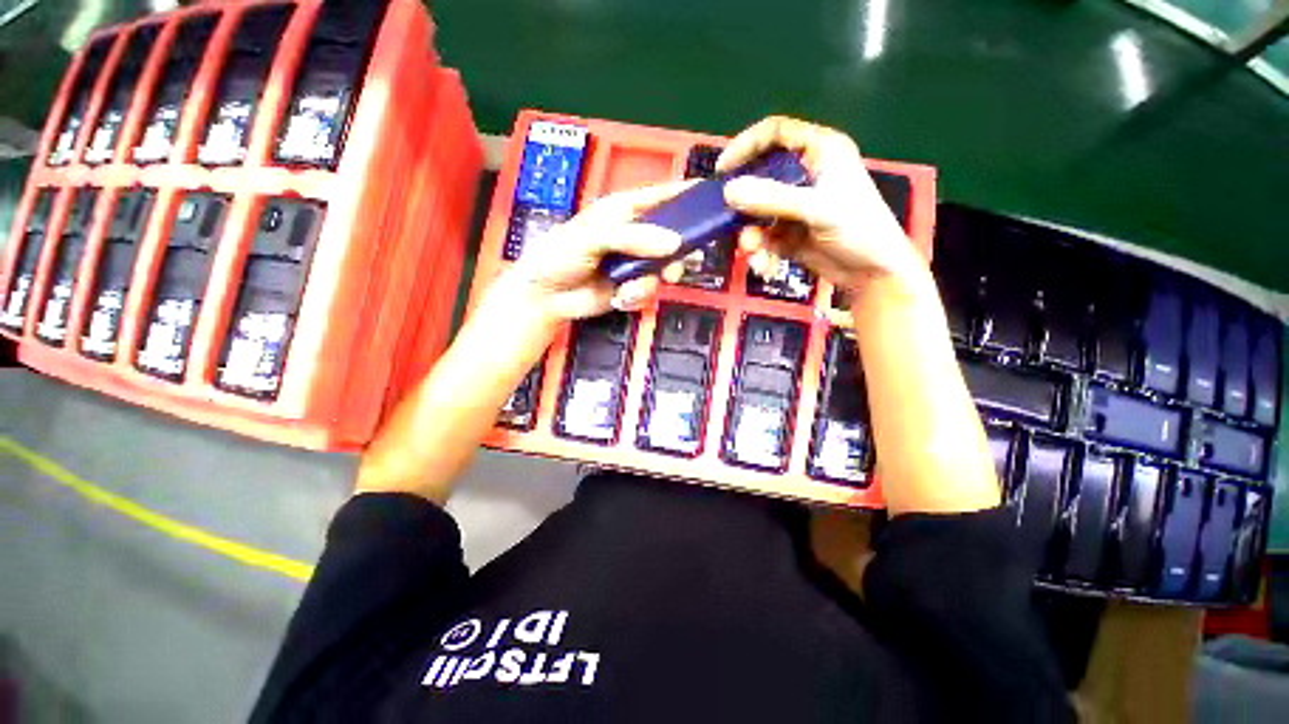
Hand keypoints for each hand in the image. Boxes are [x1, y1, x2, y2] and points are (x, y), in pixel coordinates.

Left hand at [496, 182, 692, 321]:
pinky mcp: (632, 287)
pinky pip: (649, 291)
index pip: (663, 195)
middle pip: (674, 237)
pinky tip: (618, 297)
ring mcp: (635, 263)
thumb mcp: (593, 237)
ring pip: (665, 269)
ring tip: (629, 288)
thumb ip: (633, 237)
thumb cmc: (561, 254)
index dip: (688, 195)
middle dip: (677, 255)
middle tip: (674, 268)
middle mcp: (636, 235)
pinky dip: (636, 296)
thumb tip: (675, 243)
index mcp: (625, 210)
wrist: (545, 296)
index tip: (714, 200)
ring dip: (651, 281)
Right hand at [719, 116, 930, 305]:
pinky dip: (759, 251)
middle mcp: (805, 175)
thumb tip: (728, 191)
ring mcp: (795, 206)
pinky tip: (764, 265)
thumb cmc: (858, 229)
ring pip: (758, 212)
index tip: (722, 169)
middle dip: (744, 203)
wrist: (874, 274)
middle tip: (727, 219)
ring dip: (750, 234)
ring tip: (752, 252)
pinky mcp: (790, 234)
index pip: (776, 133)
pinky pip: (763, 237)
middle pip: (761, 176)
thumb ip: (773, 198)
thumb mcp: (817, 209)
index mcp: (820, 151)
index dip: (746, 145)